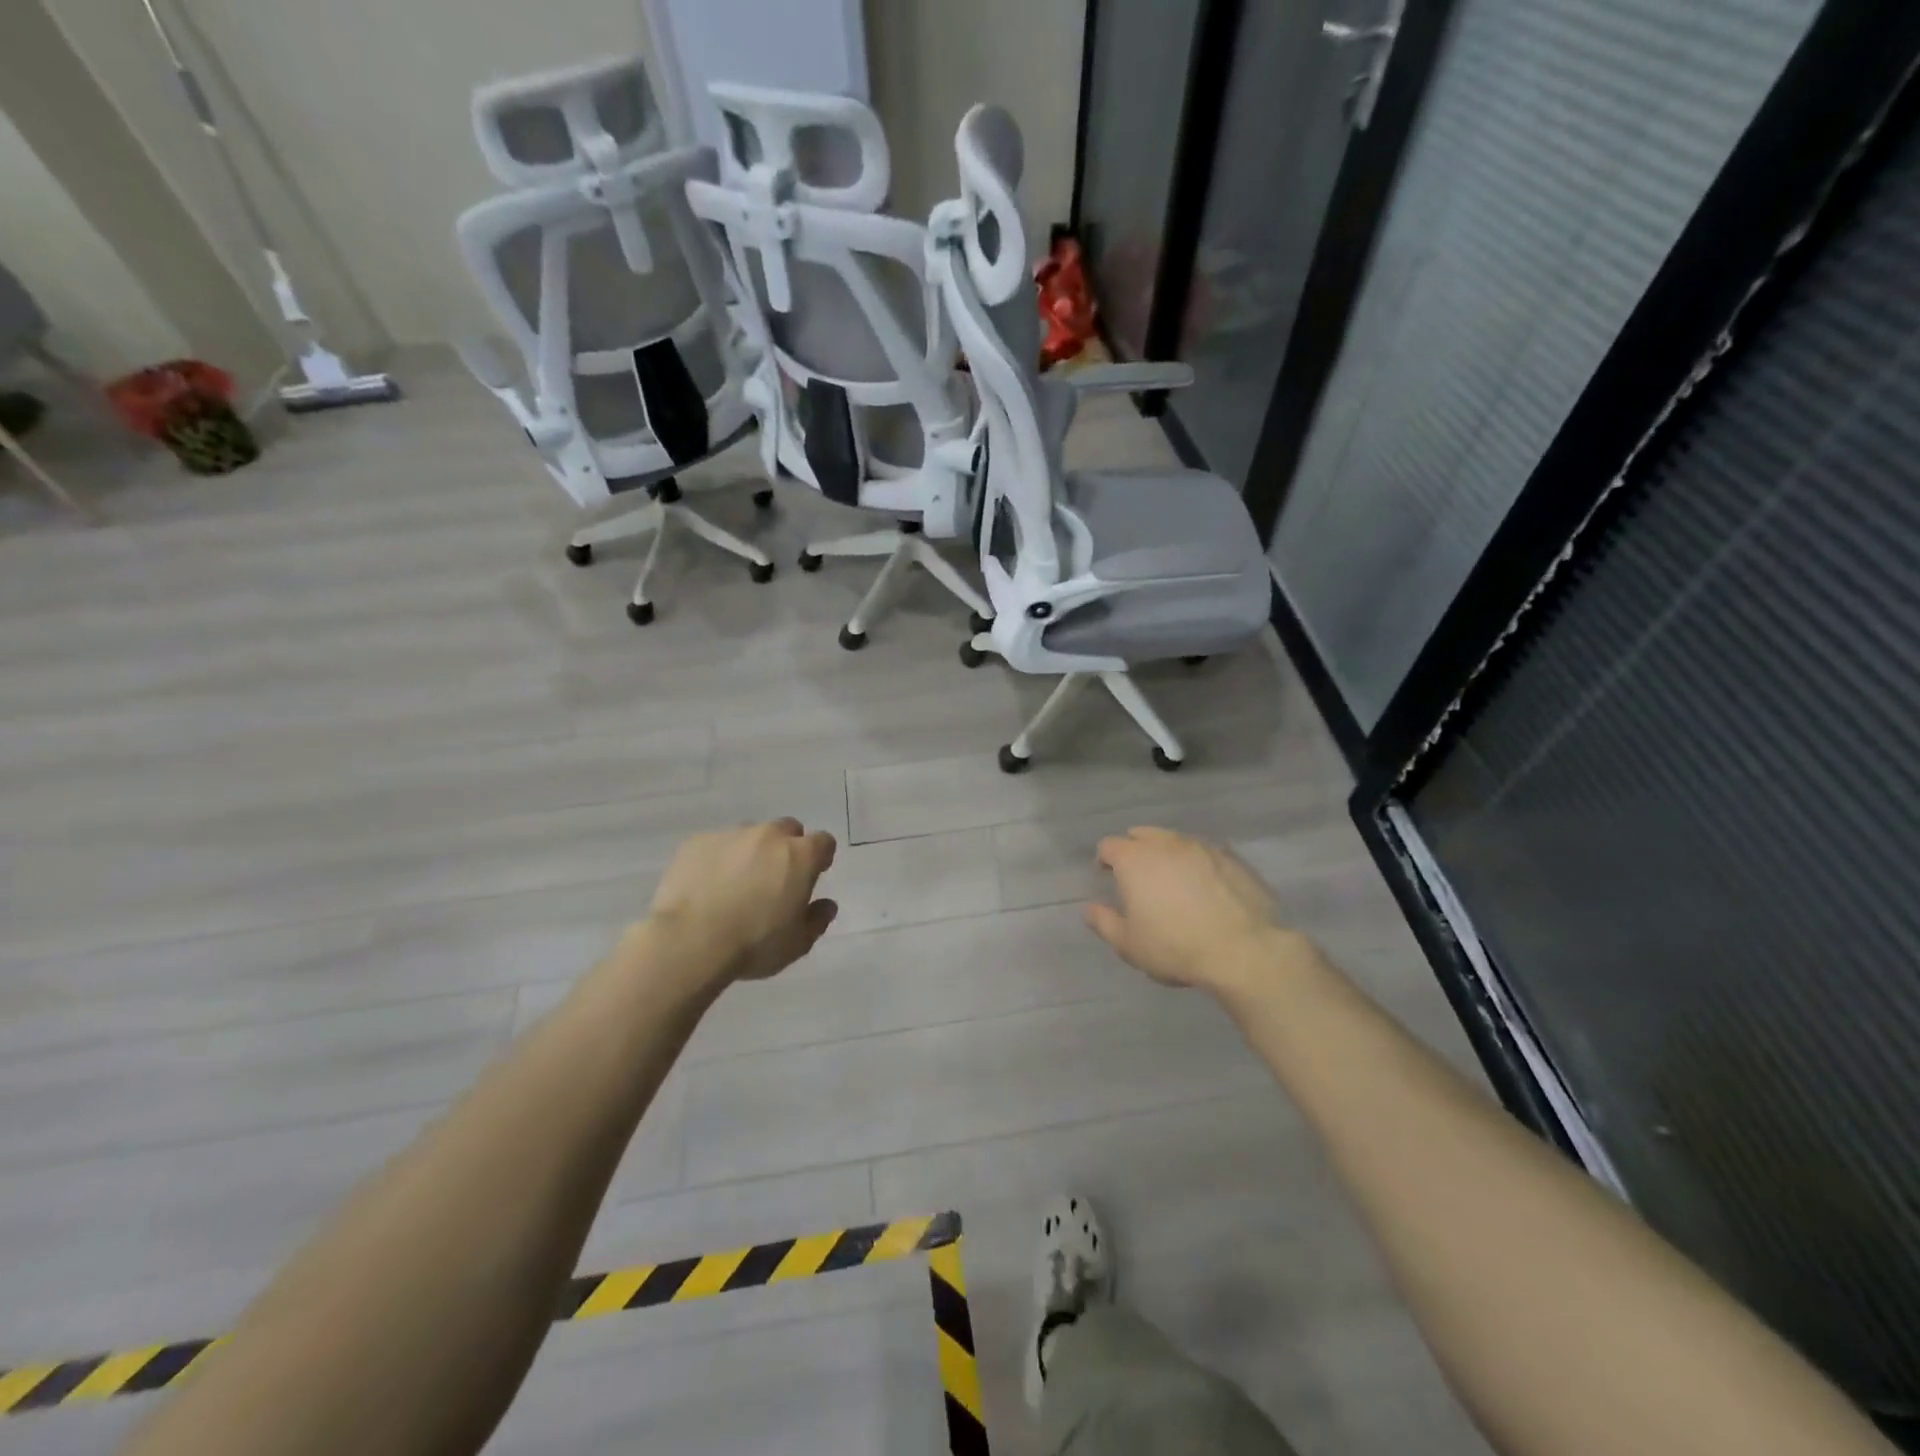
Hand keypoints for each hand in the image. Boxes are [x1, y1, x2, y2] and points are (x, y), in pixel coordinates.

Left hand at [648, 818, 837, 985]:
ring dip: (750, 852)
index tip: (812, 875)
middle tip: (775, 879)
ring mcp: (730, 835)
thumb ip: (817, 919)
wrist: (689, 941)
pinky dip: (717, 859)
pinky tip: (706, 886)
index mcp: (800, 855)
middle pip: (787, 829)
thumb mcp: (797, 943)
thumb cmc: (754, 943)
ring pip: (749, 835)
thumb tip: (826, 905)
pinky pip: (715, 845)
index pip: (823, 842)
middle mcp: (769, 835)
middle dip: (786, 847)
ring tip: (735, 884)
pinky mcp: (697, 842)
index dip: (820, 857)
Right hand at [1085, 827, 1307, 995]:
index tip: (1107, 877)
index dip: (1104, 860)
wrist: (1243, 951)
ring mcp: (1202, 847)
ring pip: (1175, 840)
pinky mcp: (1232, 858)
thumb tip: (1089, 908)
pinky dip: (1197, 863)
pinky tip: (1205, 887)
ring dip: (1167, 854)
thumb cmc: (1175, 947)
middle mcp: (1166, 844)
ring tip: (1172, 881)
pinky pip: (1205, 852)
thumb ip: (1103, 922)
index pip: (1109, 845)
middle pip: (1142, 834)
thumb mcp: (1128, 944)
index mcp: (1135, 859)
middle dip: (1134, 849)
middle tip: (1137, 877)